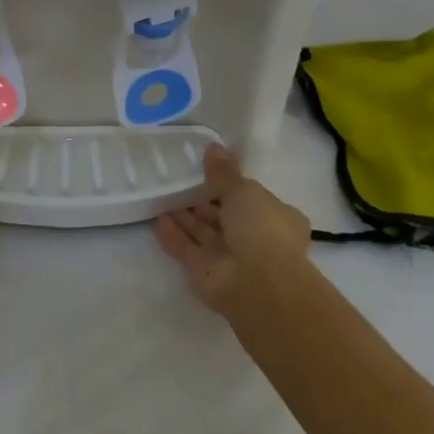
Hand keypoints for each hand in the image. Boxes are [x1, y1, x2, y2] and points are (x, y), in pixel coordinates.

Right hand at [156, 146, 313, 316]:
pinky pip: (188, 251)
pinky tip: (158, 220)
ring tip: (163, 196)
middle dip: (203, 202)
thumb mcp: (243, 189)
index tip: (209, 171)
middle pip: (225, 217)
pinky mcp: (208, 276)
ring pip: (205, 235)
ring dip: (186, 218)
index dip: (232, 186)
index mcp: (276, 218)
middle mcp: (256, 240)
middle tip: (180, 181)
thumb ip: (224, 172)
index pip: (252, 199)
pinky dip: (175, 237)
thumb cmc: (261, 228)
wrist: (258, 286)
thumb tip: (213, 147)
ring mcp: (232, 260)